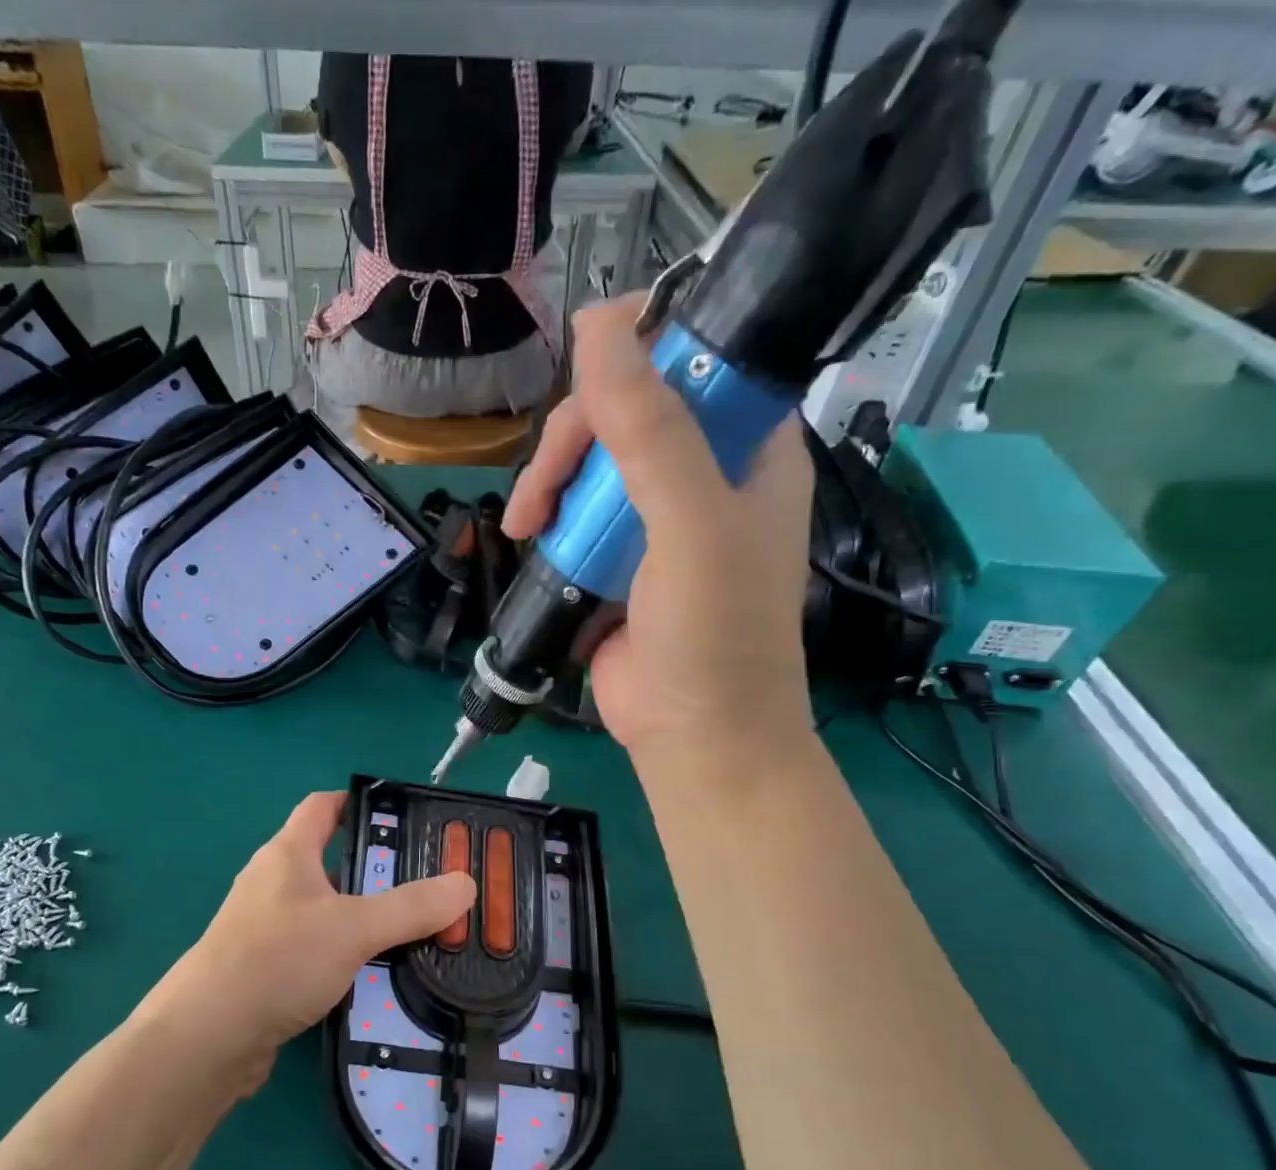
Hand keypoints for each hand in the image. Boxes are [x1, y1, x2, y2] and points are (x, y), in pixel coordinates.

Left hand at [138, 792, 475, 1075]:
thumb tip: (466, 884)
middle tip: (425, 883)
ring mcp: (264, 925)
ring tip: (411, 930)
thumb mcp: (354, 927)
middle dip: (376, 868)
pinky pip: (312, 946)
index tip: (403, 818)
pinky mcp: (263, 966)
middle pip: (330, 859)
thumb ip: (412, 907)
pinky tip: (372, 974)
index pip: (322, 807)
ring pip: (324, 907)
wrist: (208, 1037)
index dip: (359, 803)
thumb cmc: (277, 960)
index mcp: (288, 853)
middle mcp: (273, 881)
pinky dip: (343, 952)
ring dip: (362, 915)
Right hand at [502, 294, 815, 760]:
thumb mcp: (690, 524)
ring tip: (525, 527)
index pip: (695, 362)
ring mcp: (655, 519)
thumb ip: (649, 430)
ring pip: (590, 463)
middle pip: (626, 412)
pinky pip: (574, 513)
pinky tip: (529, 540)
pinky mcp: (615, 558)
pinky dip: (548, 520)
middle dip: (573, 442)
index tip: (585, 373)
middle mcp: (704, 473)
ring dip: (550, 484)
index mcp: (749, 448)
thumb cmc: (715, 633)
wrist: (693, 738)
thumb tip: (596, 324)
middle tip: (541, 493)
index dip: (641, 352)